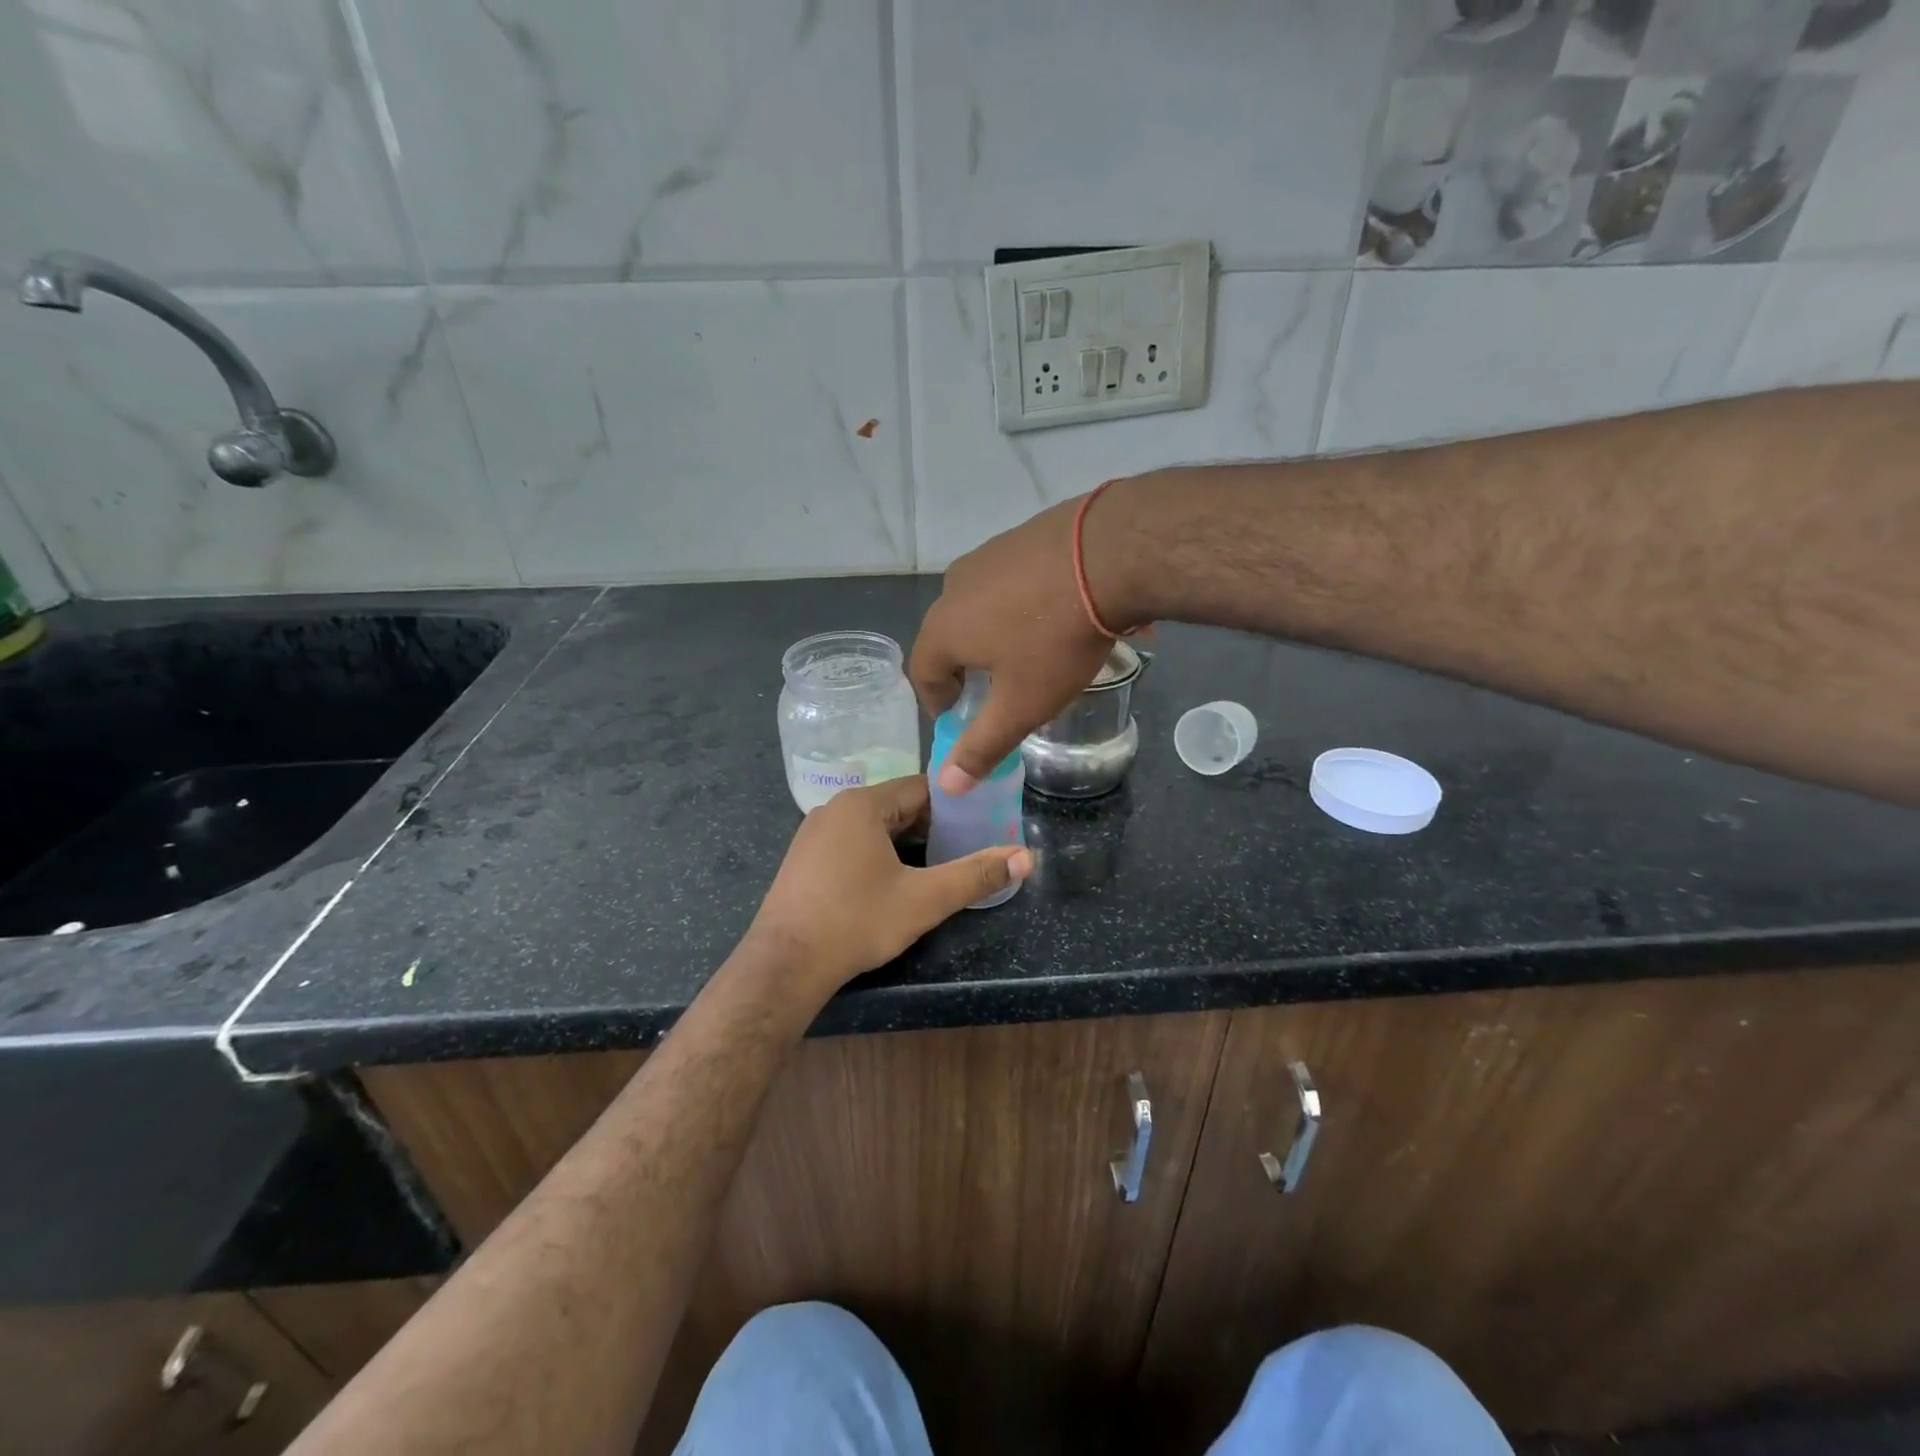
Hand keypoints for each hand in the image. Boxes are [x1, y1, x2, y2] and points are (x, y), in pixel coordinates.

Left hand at [747, 776, 1032, 994]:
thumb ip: (976, 875)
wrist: (784, 965)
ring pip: (874, 827)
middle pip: (897, 806)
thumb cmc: (857, 921)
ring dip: (905, 842)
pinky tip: (891, 882)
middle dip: (933, 827)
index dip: (956, 805)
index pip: (922, 789)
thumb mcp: (924, 900)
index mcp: (863, 804)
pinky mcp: (803, 859)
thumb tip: (1026, 857)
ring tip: (937, 867)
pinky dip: (877, 854)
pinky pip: (851, 843)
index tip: (982, 823)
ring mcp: (814, 833)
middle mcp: (835, 809)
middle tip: (966, 849)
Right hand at [910, 488, 1137, 791]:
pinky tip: (1054, 614)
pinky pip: (1009, 582)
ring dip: (994, 634)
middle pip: (948, 638)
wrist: (1108, 554)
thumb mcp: (1021, 705)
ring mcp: (986, 556)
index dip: (940, 702)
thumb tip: (946, 785)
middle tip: (997, 690)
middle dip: (968, 669)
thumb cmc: (1055, 640)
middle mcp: (952, 588)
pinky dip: (1020, 605)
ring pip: (979, 607)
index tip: (964, 718)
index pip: (923, 674)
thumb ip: (982, 747)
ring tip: (1029, 653)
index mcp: (942, 629)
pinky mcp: (1019, 536)